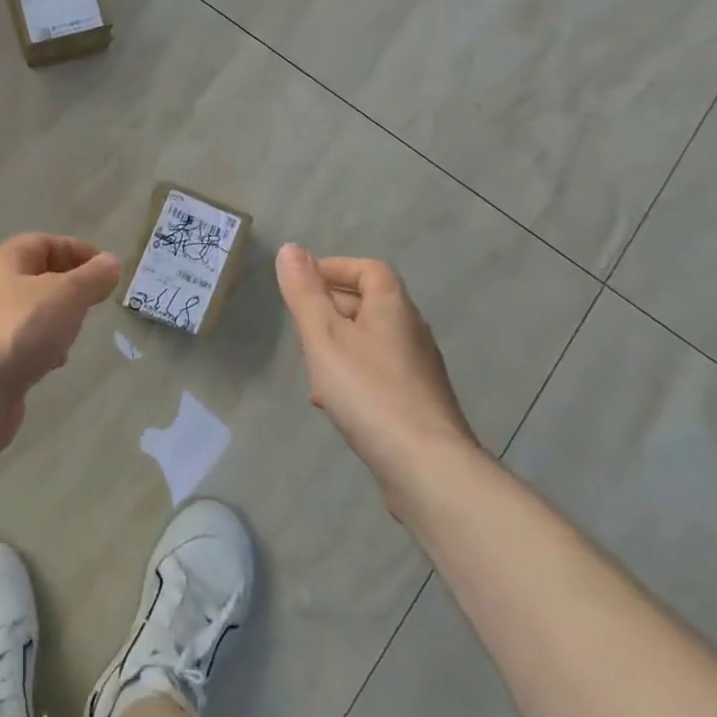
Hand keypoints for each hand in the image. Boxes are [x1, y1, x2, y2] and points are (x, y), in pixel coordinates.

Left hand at [0, 234, 121, 448]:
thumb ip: (93, 276)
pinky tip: (54, 363)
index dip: (78, 251)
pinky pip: (24, 343)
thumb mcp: (67, 294)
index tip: (108, 270)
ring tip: (75, 334)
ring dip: (58, 320)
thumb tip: (110, 262)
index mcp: (4, 261)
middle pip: (38, 277)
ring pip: (32, 312)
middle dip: (70, 288)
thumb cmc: (21, 329)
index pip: (45, 243)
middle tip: (94, 303)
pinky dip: (43, 348)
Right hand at [275, 243, 477, 476]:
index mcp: (393, 308)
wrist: (426, 467)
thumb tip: (290, 249)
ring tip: (309, 363)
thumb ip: (304, 293)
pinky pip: (377, 373)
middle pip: (369, 303)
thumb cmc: (369, 391)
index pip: (368, 269)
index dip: (335, 268)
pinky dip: (351, 374)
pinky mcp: (417, 403)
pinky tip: (330, 401)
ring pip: (370, 341)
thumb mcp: (324, 336)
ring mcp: (418, 369)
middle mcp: (411, 331)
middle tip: (299, 324)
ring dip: (337, 343)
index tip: (302, 282)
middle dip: (330, 307)